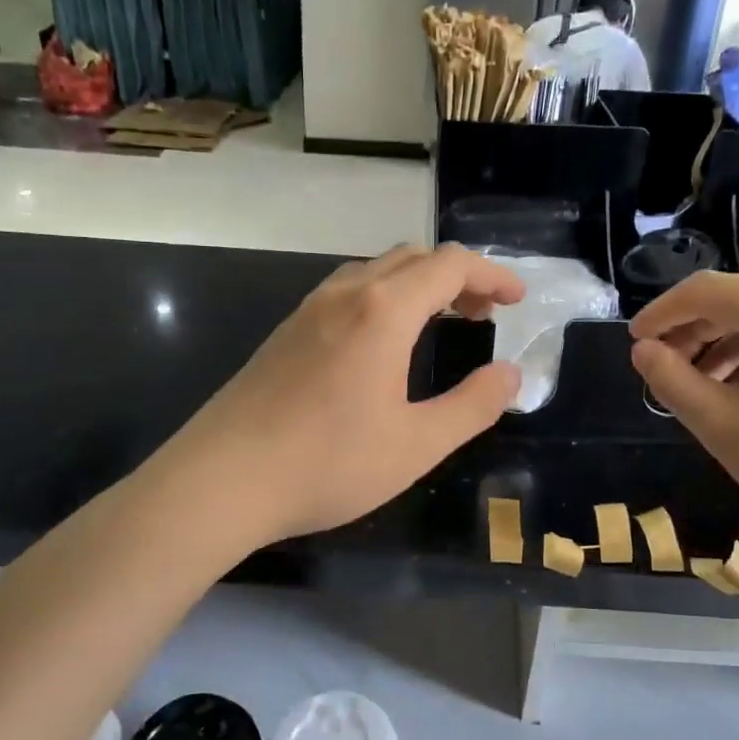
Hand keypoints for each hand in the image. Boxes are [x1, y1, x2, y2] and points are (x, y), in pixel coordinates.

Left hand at [174, 244, 524, 543]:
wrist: (221, 480)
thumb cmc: (327, 463)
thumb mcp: (416, 445)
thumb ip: (472, 406)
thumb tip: (510, 375)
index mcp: (383, 311)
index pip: (450, 265)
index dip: (492, 274)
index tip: (517, 299)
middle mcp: (346, 295)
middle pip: (413, 258)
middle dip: (458, 276)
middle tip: (485, 313)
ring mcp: (308, 310)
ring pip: (376, 272)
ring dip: (418, 285)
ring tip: (442, 320)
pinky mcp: (286, 332)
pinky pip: (348, 293)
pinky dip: (385, 298)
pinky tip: (384, 342)